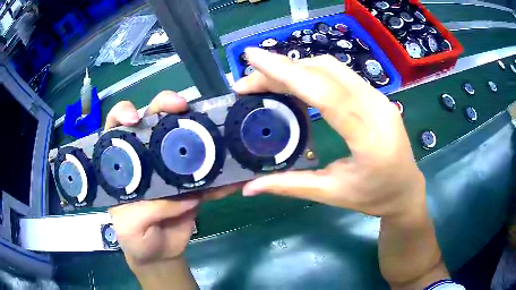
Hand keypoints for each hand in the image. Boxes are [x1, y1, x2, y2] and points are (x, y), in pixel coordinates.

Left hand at [105, 92, 240, 274]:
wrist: (161, 253)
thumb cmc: (136, 238)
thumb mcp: (130, 227)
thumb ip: (148, 210)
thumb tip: (185, 198)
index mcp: (123, 163)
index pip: (117, 127)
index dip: (124, 114)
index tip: (135, 119)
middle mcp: (146, 156)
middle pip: (153, 119)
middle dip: (166, 106)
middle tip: (181, 107)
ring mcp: (171, 166)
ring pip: (182, 135)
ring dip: (198, 127)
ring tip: (214, 128)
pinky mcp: (192, 181)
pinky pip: (208, 171)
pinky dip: (221, 172)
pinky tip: (233, 175)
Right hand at [235, 48, 424, 218]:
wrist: (407, 190)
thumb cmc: (374, 197)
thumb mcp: (332, 194)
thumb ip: (290, 186)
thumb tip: (248, 188)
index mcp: (368, 136)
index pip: (324, 92)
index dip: (286, 71)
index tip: (252, 56)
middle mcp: (376, 106)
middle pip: (324, 71)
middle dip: (281, 69)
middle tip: (247, 82)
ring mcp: (378, 97)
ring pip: (331, 67)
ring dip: (295, 68)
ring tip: (266, 82)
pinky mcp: (375, 95)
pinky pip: (340, 74)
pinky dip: (311, 73)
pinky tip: (294, 84)